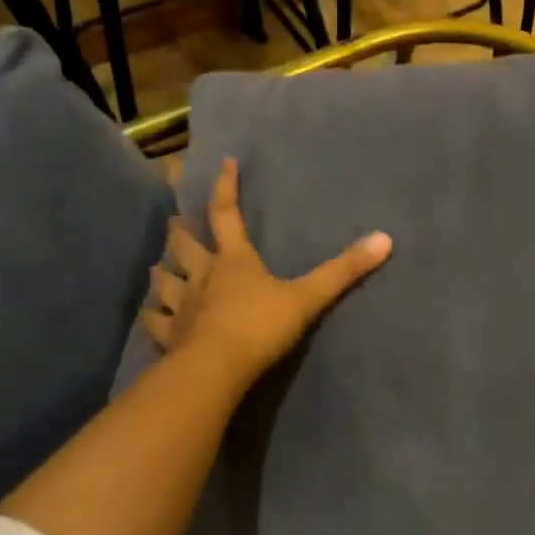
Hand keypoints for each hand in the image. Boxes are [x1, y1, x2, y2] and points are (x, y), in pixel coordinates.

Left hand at [140, 157, 392, 383]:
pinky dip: (151, 318)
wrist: (215, 370)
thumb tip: (385, 239)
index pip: (226, 214)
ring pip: (164, 282)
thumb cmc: (259, 326)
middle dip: (180, 232)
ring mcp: (182, 307)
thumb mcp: (307, 297)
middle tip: (173, 221)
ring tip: (157, 267)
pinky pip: (155, 324)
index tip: (224, 163)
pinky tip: (148, 317)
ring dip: (161, 272)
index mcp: (234, 260)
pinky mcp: (169, 338)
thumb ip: (344, 270)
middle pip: (185, 246)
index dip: (225, 188)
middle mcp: (204, 276)